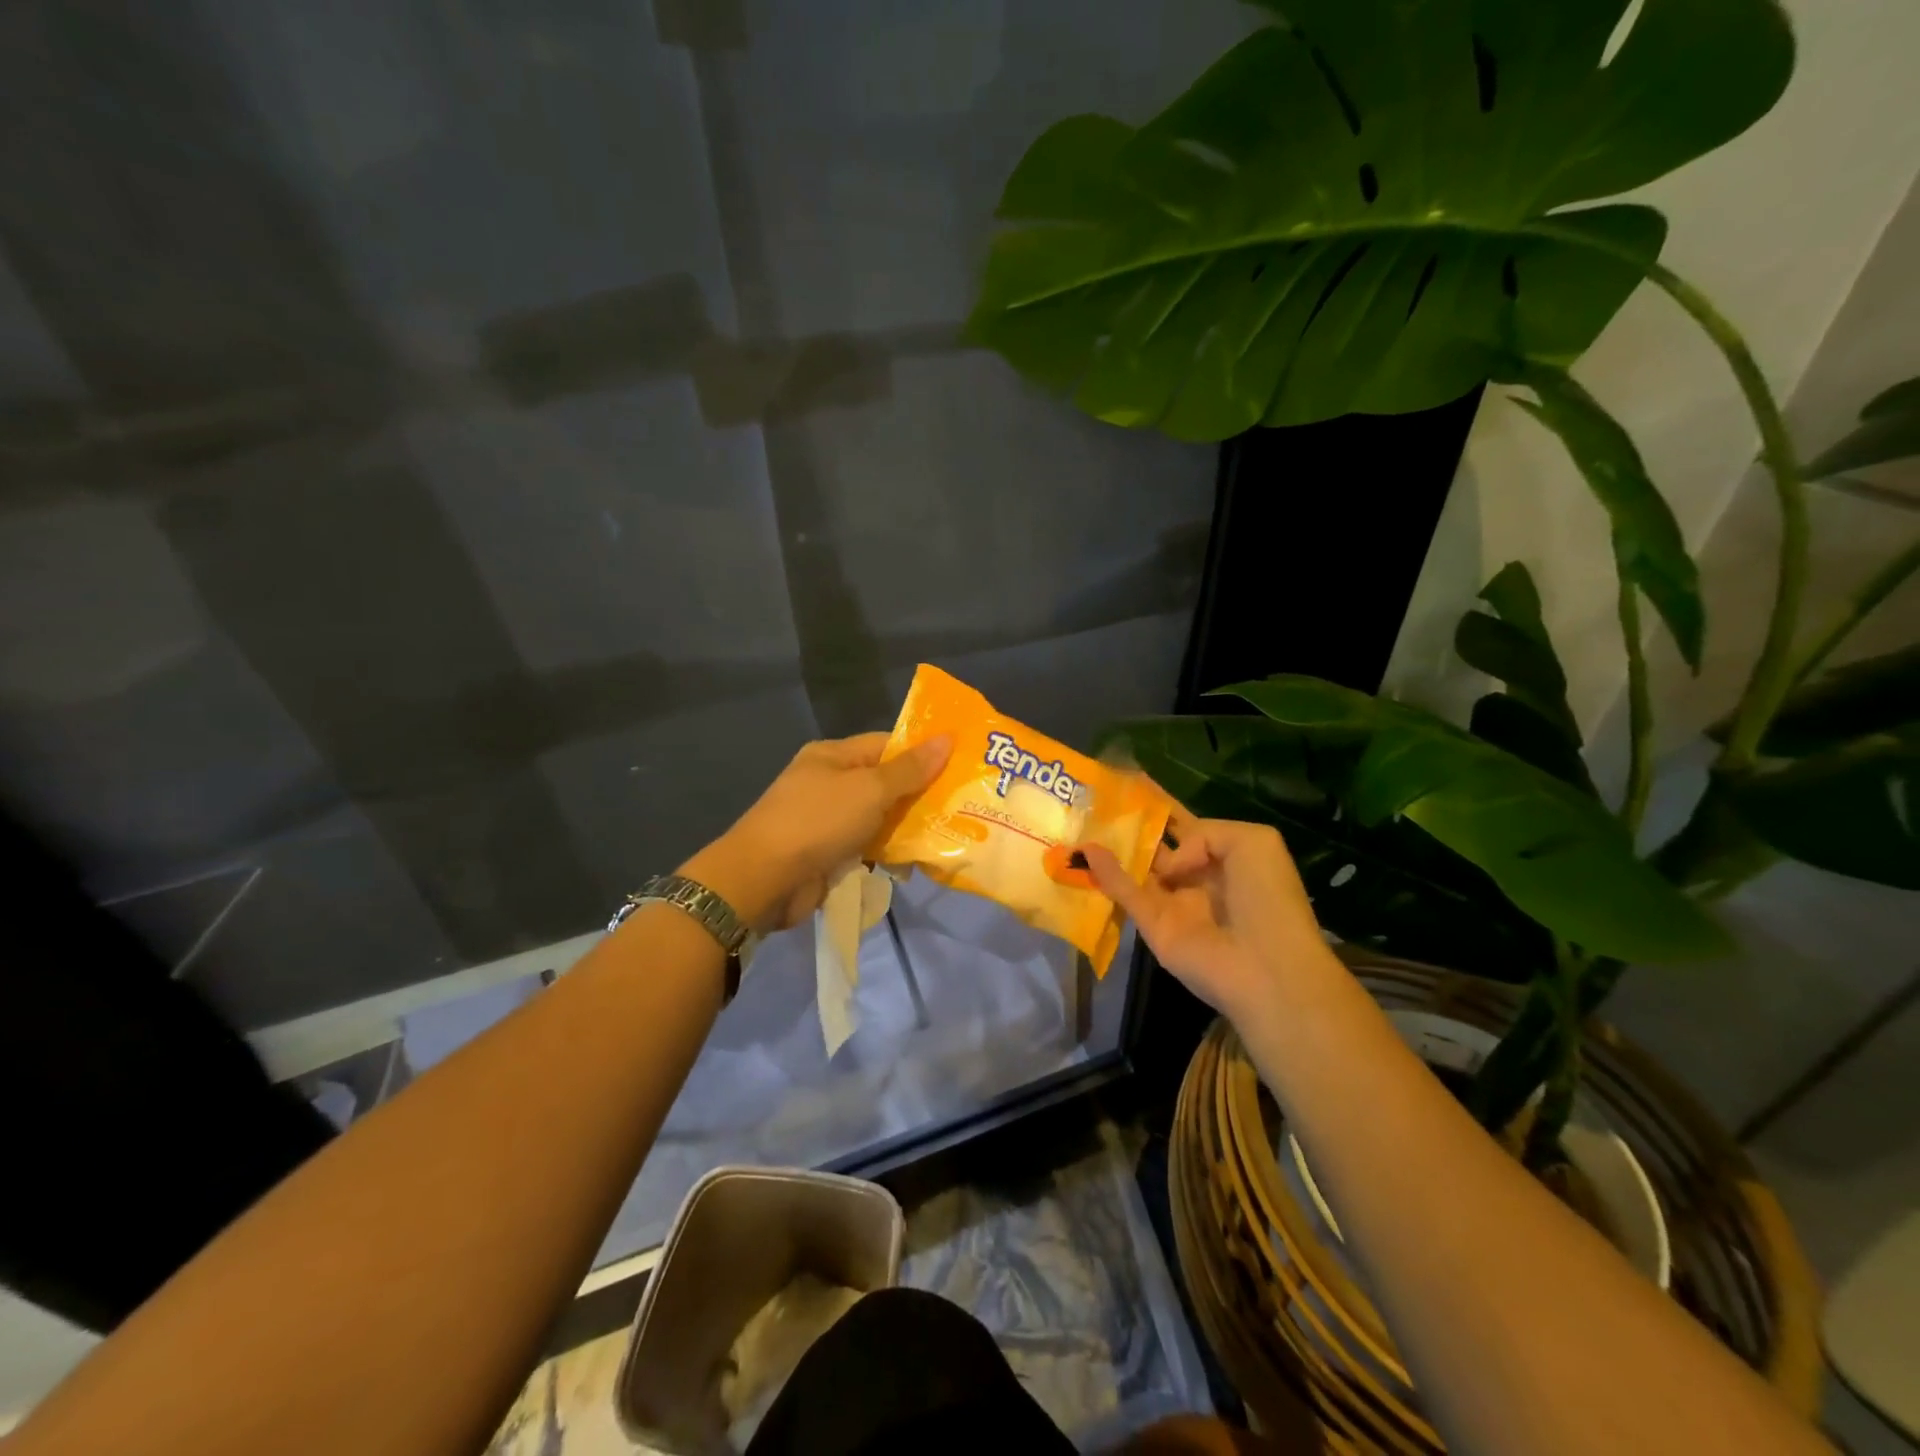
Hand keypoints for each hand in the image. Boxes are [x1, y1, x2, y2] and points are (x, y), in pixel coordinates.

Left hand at [681, 732, 950, 932]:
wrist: (763, 880)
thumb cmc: (818, 821)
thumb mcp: (869, 789)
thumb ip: (910, 769)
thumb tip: (947, 738)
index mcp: (833, 756)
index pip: (887, 745)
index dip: (922, 753)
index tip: (960, 766)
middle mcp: (830, 783)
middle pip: (886, 783)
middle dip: (921, 795)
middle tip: (963, 805)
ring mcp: (828, 820)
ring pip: (879, 818)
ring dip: (908, 828)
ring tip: (951, 835)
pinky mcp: (829, 854)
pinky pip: (868, 847)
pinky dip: (889, 853)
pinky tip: (916, 863)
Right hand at [1081, 809, 1334, 1023]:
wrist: (1269, 967)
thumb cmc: (1269, 898)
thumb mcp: (1253, 842)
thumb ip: (1203, 833)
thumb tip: (1169, 862)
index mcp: (1223, 856)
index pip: (1184, 825)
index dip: (1160, 805)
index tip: (1130, 782)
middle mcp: (1194, 877)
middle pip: (1155, 846)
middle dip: (1130, 825)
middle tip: (1096, 799)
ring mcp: (1172, 902)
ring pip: (1136, 869)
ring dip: (1112, 848)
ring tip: (1079, 818)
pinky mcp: (1153, 926)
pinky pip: (1127, 894)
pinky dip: (1106, 874)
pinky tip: (1085, 851)